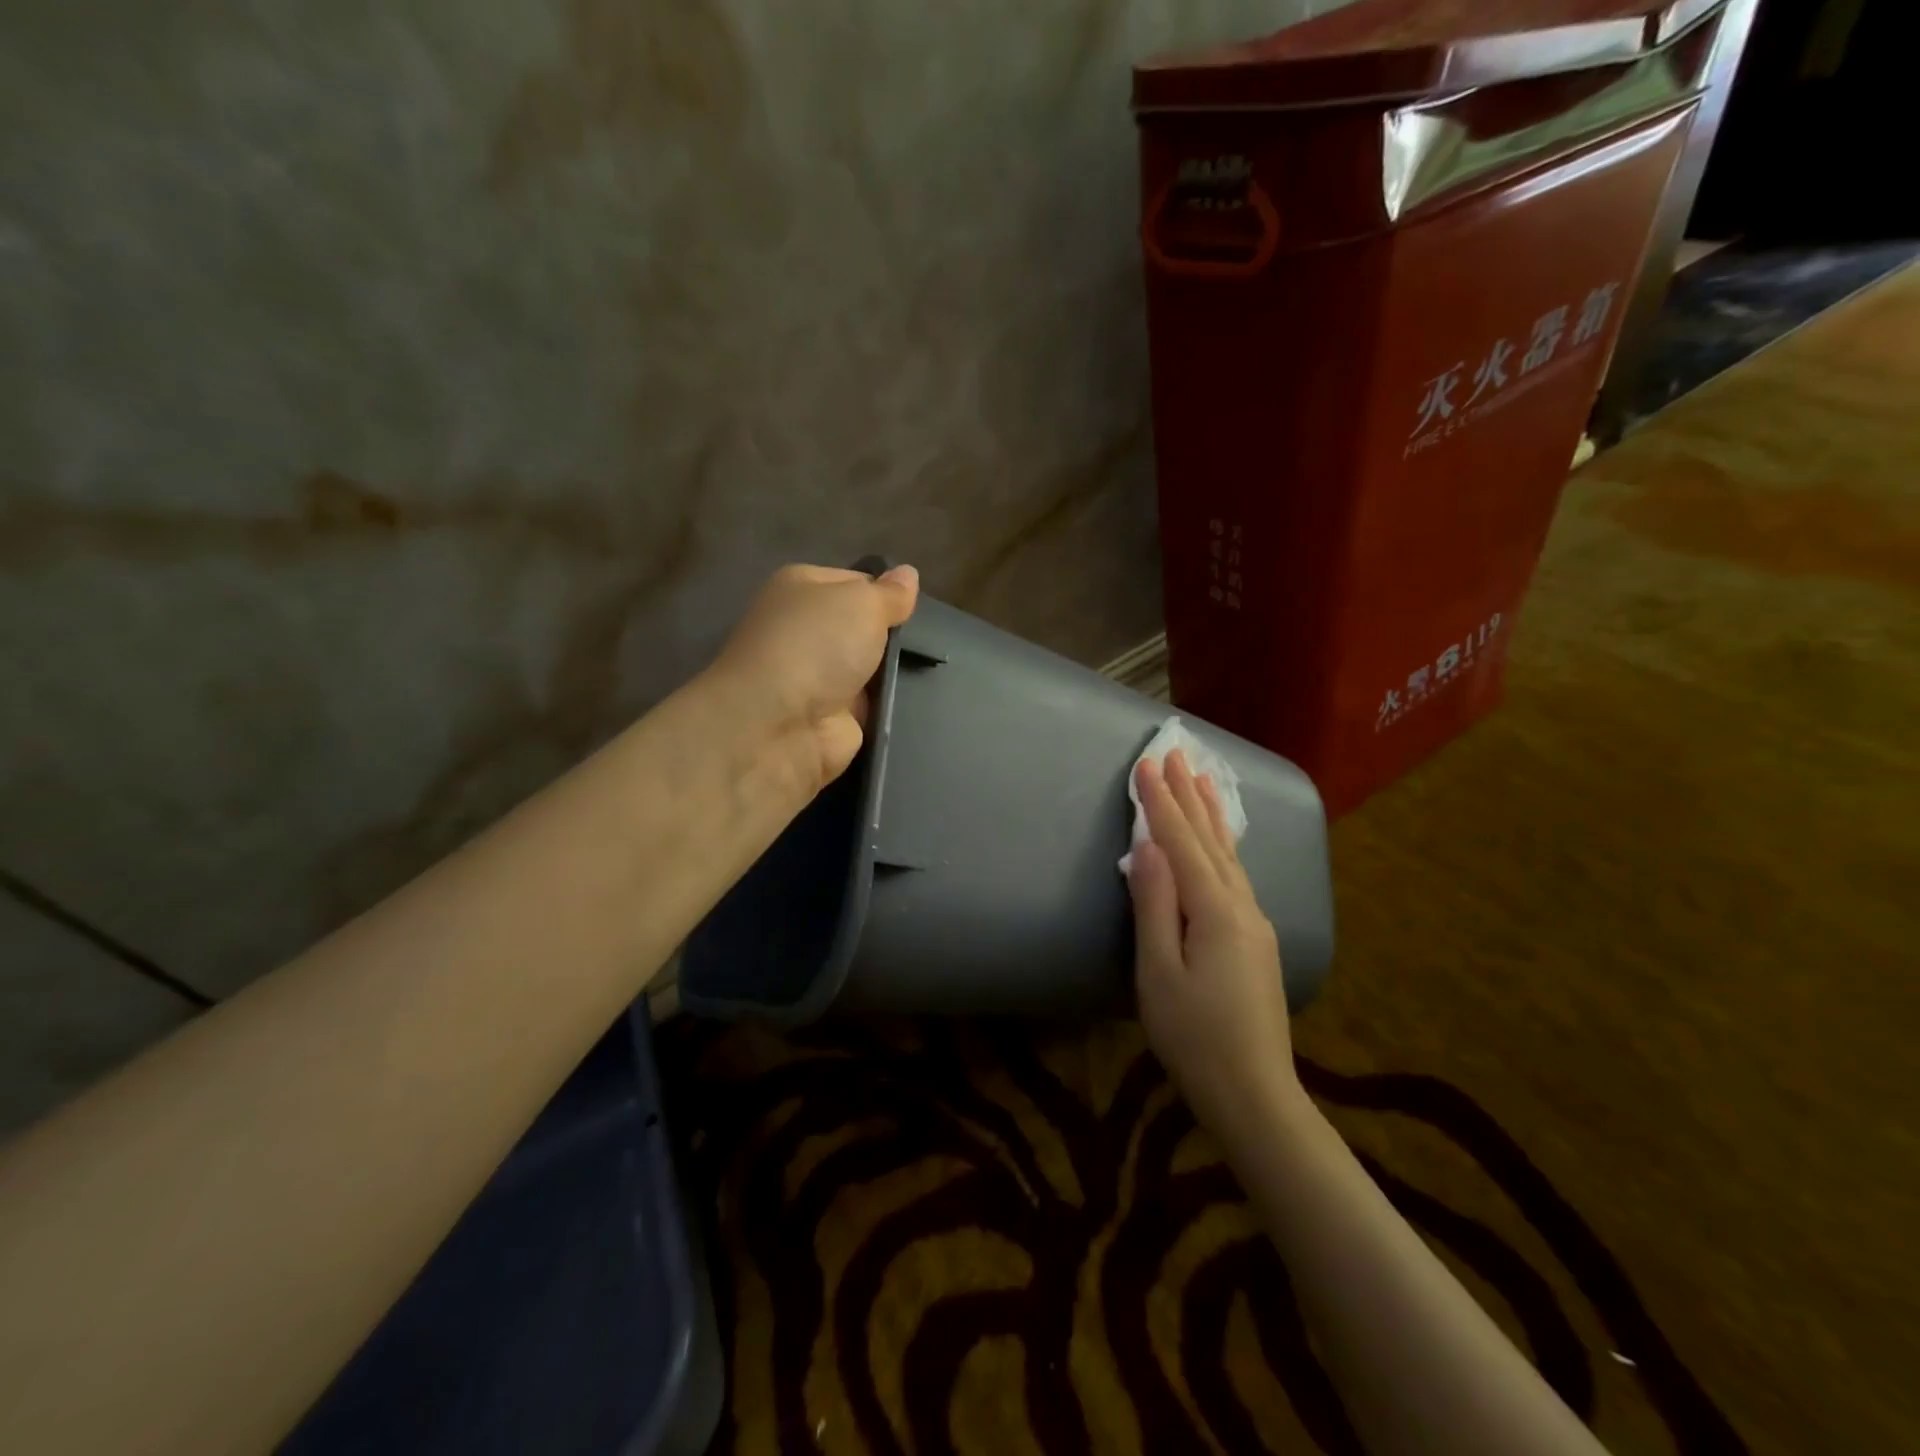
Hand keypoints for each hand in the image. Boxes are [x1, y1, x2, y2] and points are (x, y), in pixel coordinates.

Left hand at [707, 562, 919, 794]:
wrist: (779, 725)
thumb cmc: (815, 645)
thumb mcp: (862, 602)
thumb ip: (890, 593)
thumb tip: (908, 574)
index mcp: (801, 589)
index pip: (856, 582)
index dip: (886, 594)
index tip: (915, 609)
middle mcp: (805, 631)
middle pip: (864, 628)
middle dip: (894, 637)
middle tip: (928, 643)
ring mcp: (818, 678)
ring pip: (871, 670)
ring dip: (895, 675)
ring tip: (930, 673)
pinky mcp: (831, 719)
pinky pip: (872, 706)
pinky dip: (890, 707)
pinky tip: (917, 704)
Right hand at [1126, 749, 1302, 1137]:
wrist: (1254, 1092)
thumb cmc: (1194, 1036)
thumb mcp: (1158, 972)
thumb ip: (1154, 905)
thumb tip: (1147, 848)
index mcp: (1215, 911)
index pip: (1181, 843)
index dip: (1161, 803)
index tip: (1146, 764)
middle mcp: (1242, 906)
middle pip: (1211, 839)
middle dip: (1189, 795)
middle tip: (1176, 754)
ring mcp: (1255, 923)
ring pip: (1229, 855)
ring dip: (1211, 814)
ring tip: (1202, 779)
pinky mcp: (1256, 940)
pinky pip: (1235, 874)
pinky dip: (1222, 844)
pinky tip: (1221, 841)